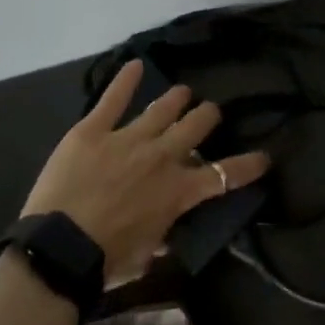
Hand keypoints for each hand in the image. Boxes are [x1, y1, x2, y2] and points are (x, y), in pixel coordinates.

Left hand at [20, 60, 270, 286]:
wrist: (61, 247)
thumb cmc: (107, 260)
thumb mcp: (147, 255)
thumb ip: (162, 236)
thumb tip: (168, 232)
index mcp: (178, 192)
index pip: (223, 175)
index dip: (247, 165)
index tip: (263, 157)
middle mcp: (161, 157)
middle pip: (195, 127)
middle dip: (207, 117)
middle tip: (209, 112)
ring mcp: (128, 138)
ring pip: (162, 109)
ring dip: (176, 98)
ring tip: (183, 91)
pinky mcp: (94, 130)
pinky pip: (113, 99)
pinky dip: (125, 80)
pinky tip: (135, 64)